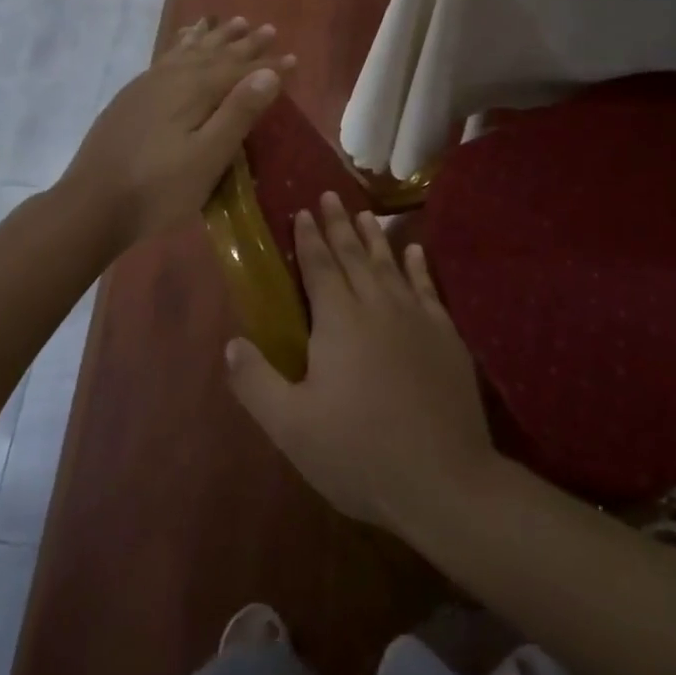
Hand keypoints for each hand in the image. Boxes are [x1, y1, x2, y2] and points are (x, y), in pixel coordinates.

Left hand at [61, 16, 294, 250]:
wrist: (91, 204)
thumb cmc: (159, 188)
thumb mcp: (208, 157)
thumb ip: (238, 112)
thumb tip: (268, 73)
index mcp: (194, 90)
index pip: (240, 70)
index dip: (269, 66)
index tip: (294, 58)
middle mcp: (172, 77)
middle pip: (215, 54)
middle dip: (243, 43)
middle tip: (268, 29)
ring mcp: (148, 85)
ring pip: (189, 50)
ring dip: (213, 37)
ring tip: (231, 22)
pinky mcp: (132, 97)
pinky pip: (166, 57)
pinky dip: (182, 44)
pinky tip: (183, 43)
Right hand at [225, 193, 496, 536]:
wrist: (443, 478)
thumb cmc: (359, 452)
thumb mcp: (291, 426)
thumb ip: (256, 382)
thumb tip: (229, 343)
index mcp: (339, 321)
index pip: (320, 267)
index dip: (309, 239)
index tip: (303, 211)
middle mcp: (377, 306)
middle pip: (354, 256)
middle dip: (339, 225)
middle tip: (331, 195)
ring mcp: (416, 318)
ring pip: (390, 265)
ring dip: (375, 238)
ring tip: (365, 214)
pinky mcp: (445, 336)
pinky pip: (428, 288)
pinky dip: (419, 266)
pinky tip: (416, 251)